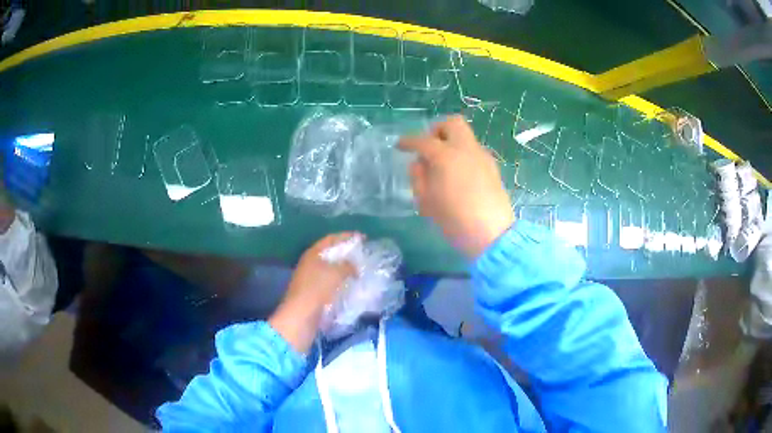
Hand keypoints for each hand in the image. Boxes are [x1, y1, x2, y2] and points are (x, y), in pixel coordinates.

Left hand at [269, 232, 358, 352]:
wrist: (300, 318)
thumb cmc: (316, 290)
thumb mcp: (335, 273)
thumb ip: (348, 266)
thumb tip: (355, 266)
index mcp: (312, 254)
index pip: (331, 239)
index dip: (346, 236)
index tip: (363, 238)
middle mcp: (310, 264)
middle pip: (330, 254)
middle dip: (347, 254)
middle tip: (363, 255)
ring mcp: (311, 280)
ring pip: (331, 270)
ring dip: (345, 270)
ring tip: (362, 271)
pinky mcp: (314, 295)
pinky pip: (331, 284)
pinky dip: (342, 283)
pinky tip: (353, 287)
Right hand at [399, 115, 513, 257]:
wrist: (492, 235)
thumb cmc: (454, 219)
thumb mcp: (426, 200)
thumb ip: (418, 176)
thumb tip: (420, 163)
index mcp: (446, 156)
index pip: (423, 141)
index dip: (408, 142)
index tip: (400, 145)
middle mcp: (466, 149)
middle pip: (452, 123)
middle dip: (437, 130)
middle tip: (429, 148)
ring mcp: (482, 157)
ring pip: (465, 137)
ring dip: (451, 143)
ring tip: (444, 167)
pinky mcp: (492, 168)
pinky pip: (474, 151)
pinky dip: (463, 155)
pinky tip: (459, 177)